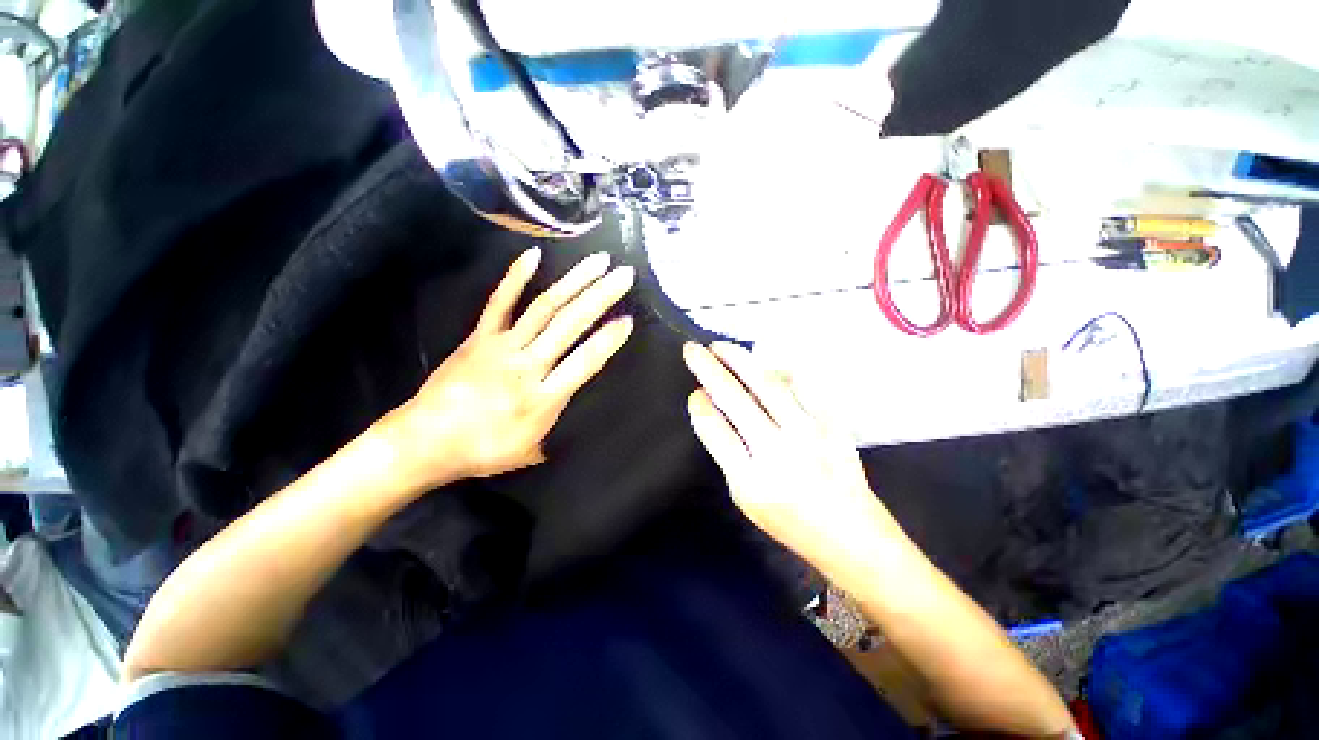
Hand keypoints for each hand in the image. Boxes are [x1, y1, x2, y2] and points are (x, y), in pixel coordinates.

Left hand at [387, 248, 634, 488]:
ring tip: (598, 261)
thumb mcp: (532, 451)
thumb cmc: (482, 451)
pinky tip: (534, 255)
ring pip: (543, 308)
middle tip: (624, 275)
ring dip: (573, 282)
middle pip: (569, 325)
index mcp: (542, 399)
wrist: (423, 442)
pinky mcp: (480, 336)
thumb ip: (559, 428)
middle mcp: (526, 366)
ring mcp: (501, 346)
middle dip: (600, 297)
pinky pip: (499, 302)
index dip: (608, 341)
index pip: (584, 363)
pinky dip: (516, 277)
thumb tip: (581, 411)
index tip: (628, 320)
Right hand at [682, 342, 900, 570]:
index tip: (694, 393)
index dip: (700, 406)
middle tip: (692, 349)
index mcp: (751, 479)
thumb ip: (727, 454)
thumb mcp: (745, 499)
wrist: (851, 533)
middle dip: (707, 369)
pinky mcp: (830, 422)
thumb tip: (713, 408)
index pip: (715, 429)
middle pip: (735, 398)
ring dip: (739, 360)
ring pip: (766, 384)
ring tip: (721, 347)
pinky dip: (777, 371)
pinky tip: (763, 365)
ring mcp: (807, 432)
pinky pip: (799, 385)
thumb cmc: (789, 521)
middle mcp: (777, 450)